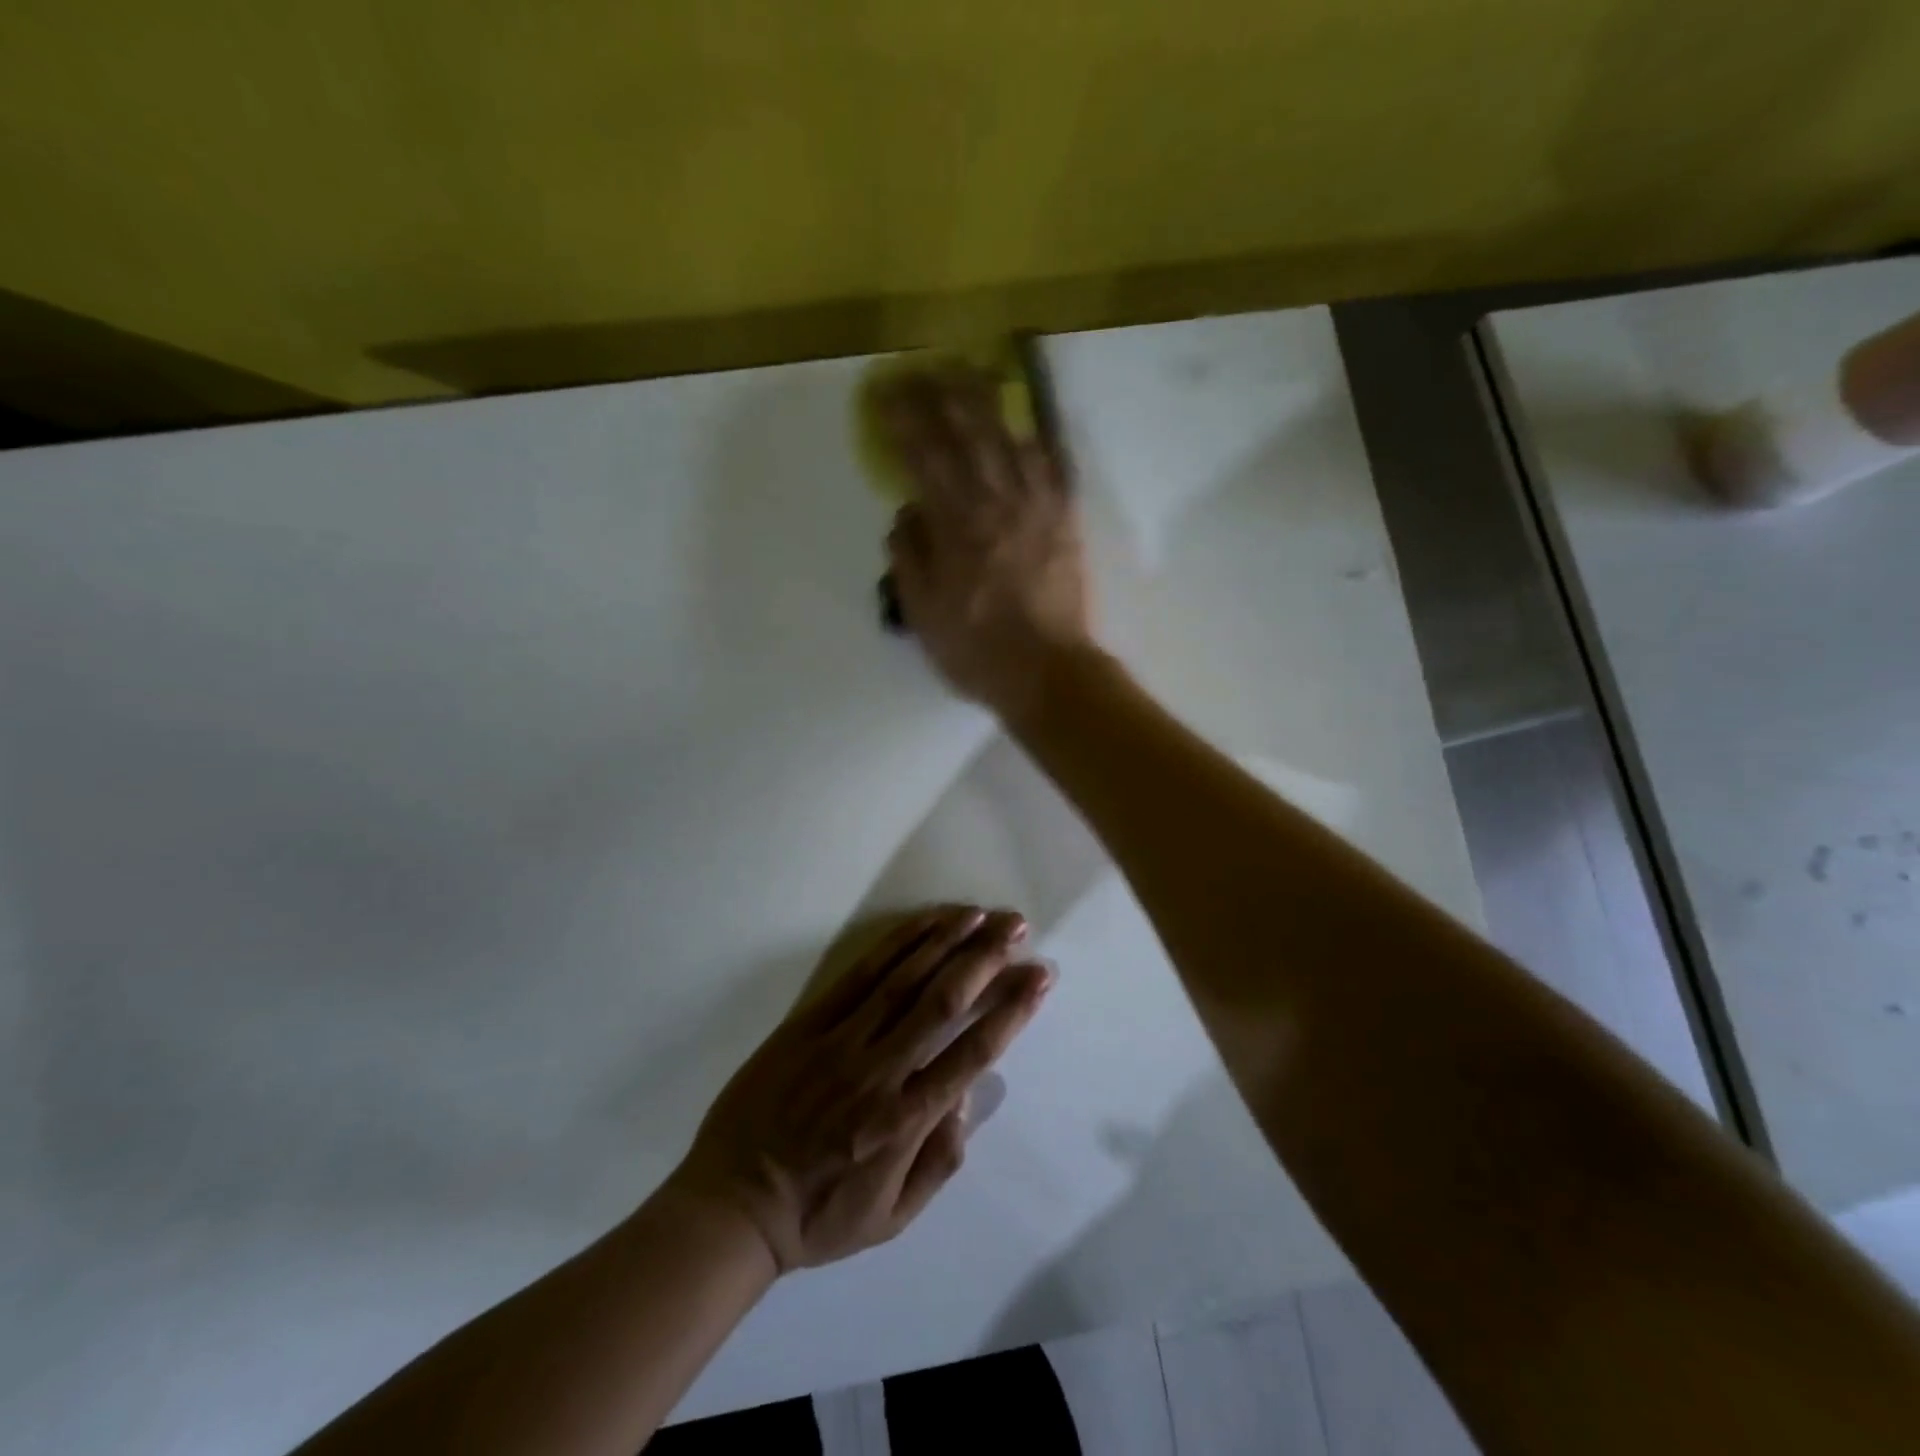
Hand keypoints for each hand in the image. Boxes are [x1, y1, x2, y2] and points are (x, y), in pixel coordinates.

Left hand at [669, 905, 1050, 1273]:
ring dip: (946, 940)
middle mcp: (880, 1071)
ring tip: (980, 914)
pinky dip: (896, 944)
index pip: (972, 1052)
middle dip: (985, 958)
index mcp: (905, 1121)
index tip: (1039, 975)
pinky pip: (861, 974)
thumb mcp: (892, 1219)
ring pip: (904, 977)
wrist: (732, 1203)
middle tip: (1017, 926)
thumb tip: (967, 1094)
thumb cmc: (819, 1214)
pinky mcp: (810, 1021)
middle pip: (943, 1000)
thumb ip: (939, 1161)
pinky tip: (922, 924)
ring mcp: (842, 1040)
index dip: (1012, 1009)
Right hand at [880, 366, 1096, 719]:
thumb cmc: (978, 650)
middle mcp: (997, 504)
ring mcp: (1037, 509)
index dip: (904, 421)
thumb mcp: (924, 612)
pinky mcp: (1065, 522)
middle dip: (941, 396)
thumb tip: (906, 511)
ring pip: (1010, 441)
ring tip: (969, 375)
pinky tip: (1024, 426)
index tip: (885, 394)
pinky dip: (1036, 442)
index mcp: (957, 526)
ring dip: (988, 404)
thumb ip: (911, 556)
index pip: (924, 457)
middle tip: (922, 369)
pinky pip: (1052, 468)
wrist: (1048, 672)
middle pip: (969, 435)